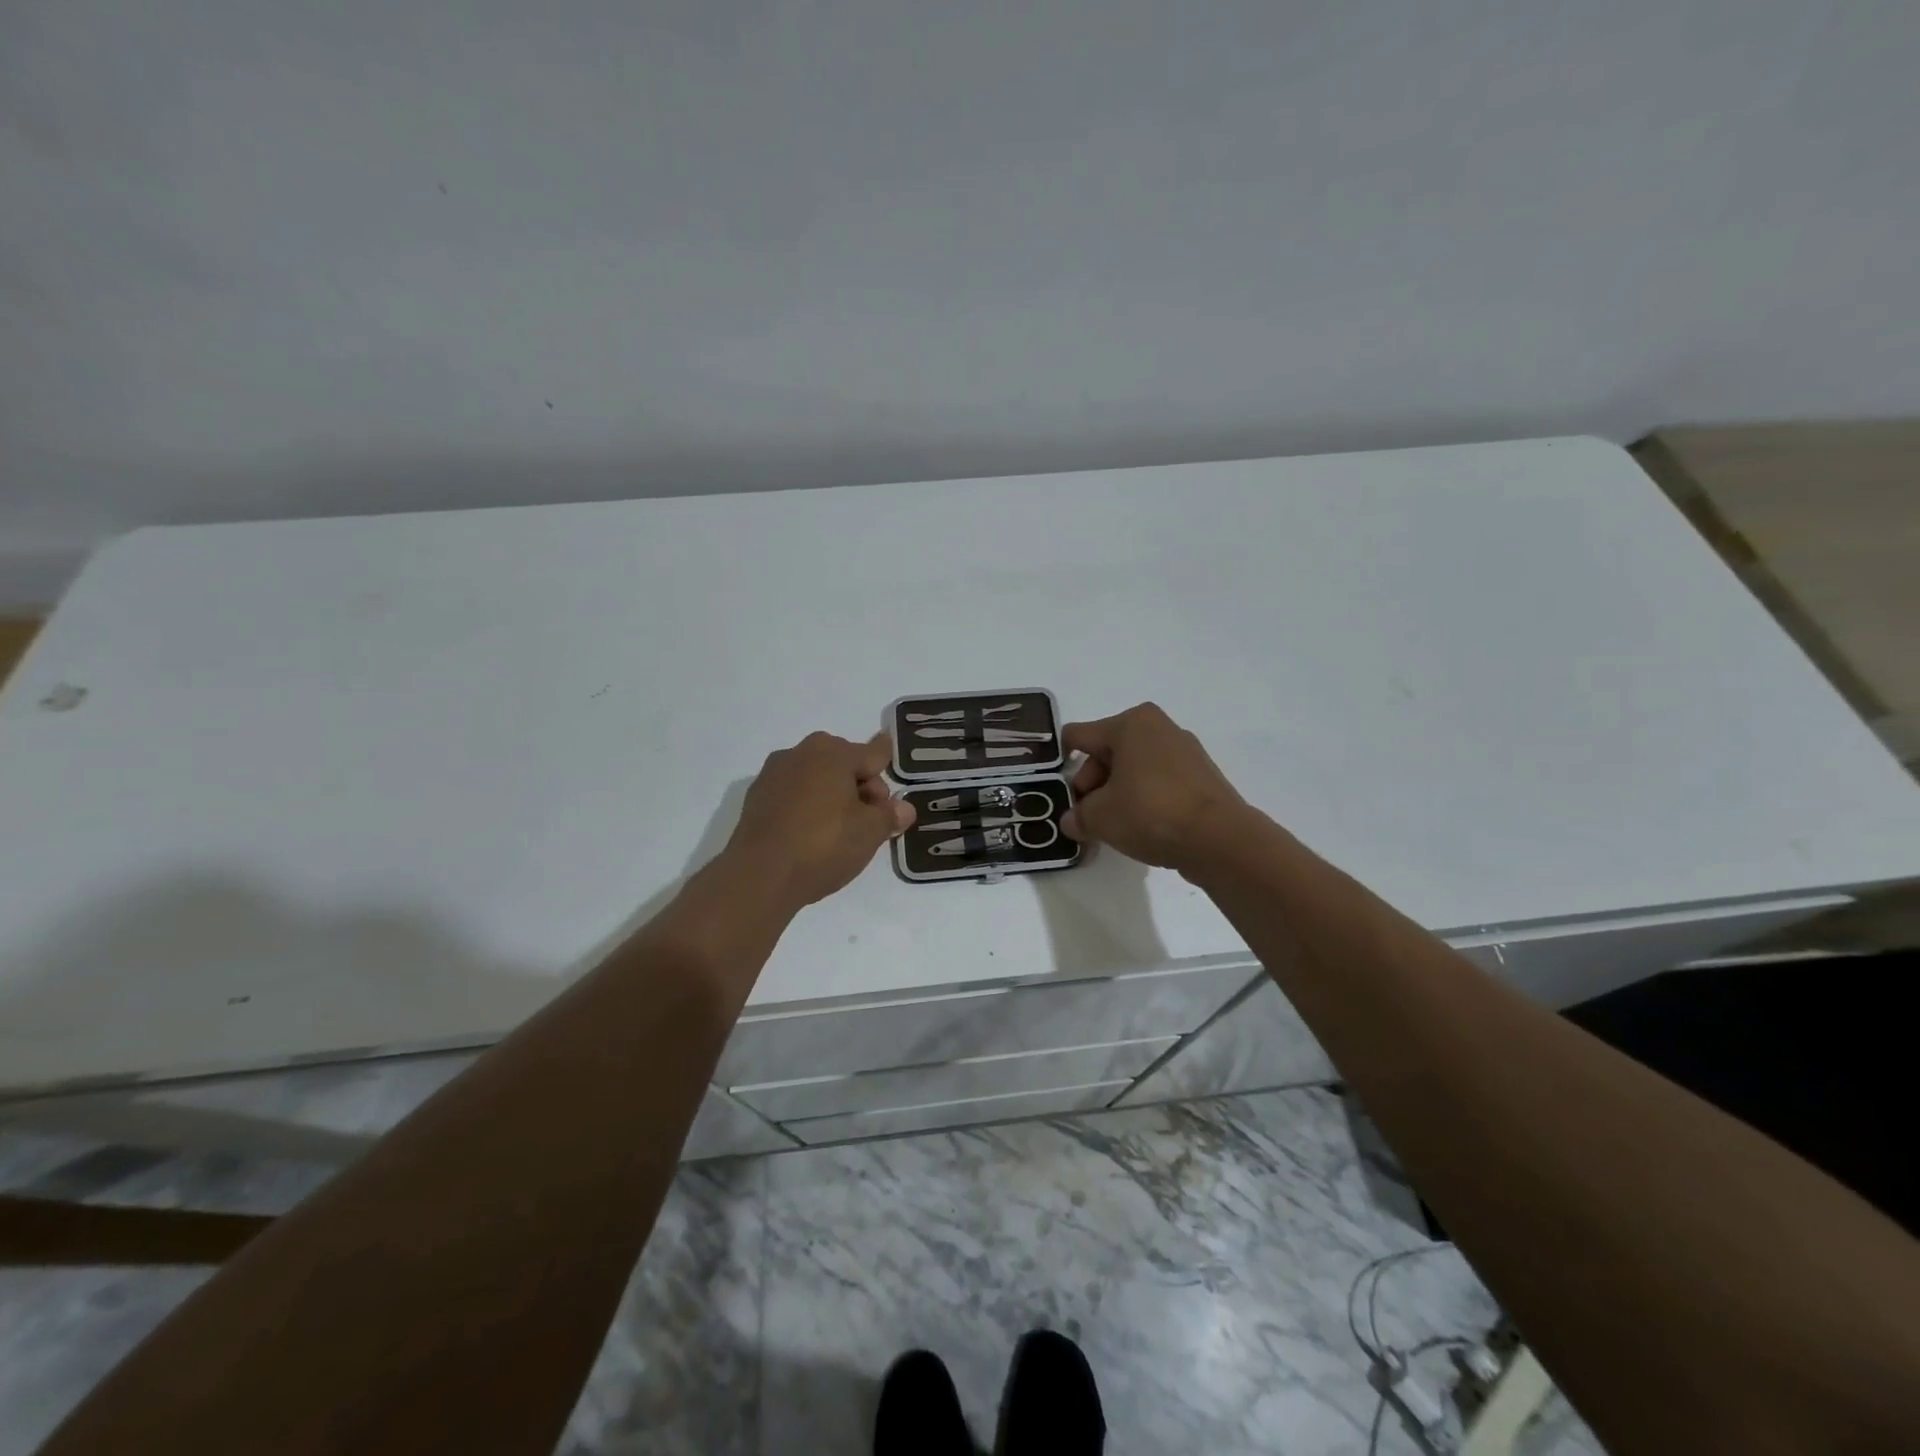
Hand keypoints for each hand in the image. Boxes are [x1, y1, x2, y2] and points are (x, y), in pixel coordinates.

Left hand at [725, 731, 915, 906]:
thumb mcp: (870, 833)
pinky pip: (793, 796)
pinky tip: (810, 837)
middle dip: (861, 788)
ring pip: (817, 780)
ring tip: (839, 834)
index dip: (888, 770)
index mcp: (832, 752)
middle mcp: (800, 752)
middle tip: (868, 823)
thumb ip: (890, 815)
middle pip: (844, 765)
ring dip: (832, 798)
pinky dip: (806, 809)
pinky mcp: (756, 799)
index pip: (873, 754)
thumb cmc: (823, 845)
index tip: (892, 776)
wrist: (759, 876)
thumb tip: (904, 808)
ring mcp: (773, 774)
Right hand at [1061, 703, 1248, 873]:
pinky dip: (1144, 799)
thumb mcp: (1100, 818)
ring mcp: (1184, 751)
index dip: (1061, 763)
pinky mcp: (1201, 776)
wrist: (1219, 839)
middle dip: (1092, 784)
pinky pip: (1158, 781)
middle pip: (1107, 752)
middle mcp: (1158, 727)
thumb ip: (1078, 816)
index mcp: (1130, 723)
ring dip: (1117, 793)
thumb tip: (1071, 821)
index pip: (1078, 736)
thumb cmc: (1150, 813)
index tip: (1057, 792)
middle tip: (1087, 816)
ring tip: (1113, 826)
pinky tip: (1142, 827)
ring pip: (1133, 768)